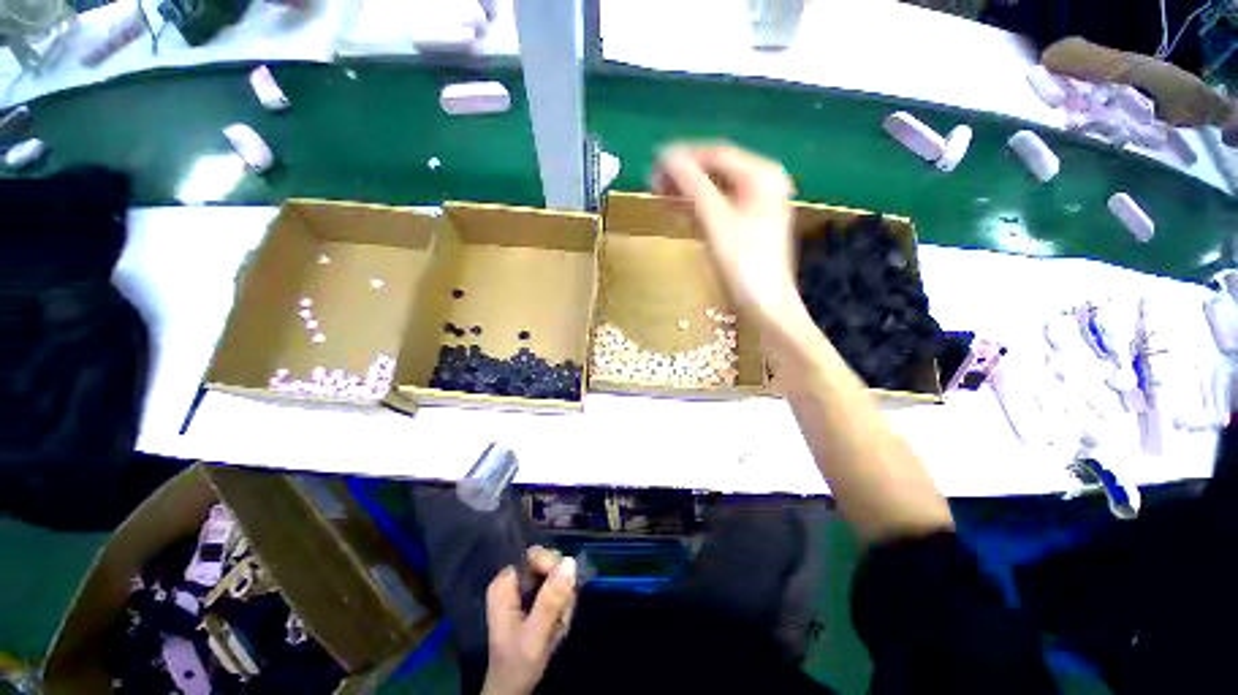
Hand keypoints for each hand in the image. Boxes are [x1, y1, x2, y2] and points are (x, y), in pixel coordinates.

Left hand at [481, 547, 577, 694]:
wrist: (513, 690)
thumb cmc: (517, 664)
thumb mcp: (535, 634)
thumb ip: (551, 600)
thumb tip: (570, 561)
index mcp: (504, 583)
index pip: (535, 555)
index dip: (552, 568)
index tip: (563, 590)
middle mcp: (514, 579)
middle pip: (549, 563)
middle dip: (562, 588)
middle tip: (561, 614)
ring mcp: (525, 588)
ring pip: (557, 577)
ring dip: (564, 601)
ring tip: (558, 626)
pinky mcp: (535, 597)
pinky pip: (558, 589)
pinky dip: (563, 607)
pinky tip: (559, 626)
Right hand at [653, 143, 804, 328]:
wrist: (765, 304)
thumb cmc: (743, 263)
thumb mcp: (716, 221)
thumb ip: (692, 185)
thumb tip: (666, 156)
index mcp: (761, 175)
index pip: (716, 153)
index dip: (683, 156)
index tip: (653, 162)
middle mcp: (763, 183)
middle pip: (716, 170)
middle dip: (684, 174)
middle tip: (652, 181)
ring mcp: (756, 204)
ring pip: (714, 189)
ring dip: (687, 190)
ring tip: (659, 194)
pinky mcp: (747, 224)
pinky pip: (717, 206)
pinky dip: (696, 207)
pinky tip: (677, 210)